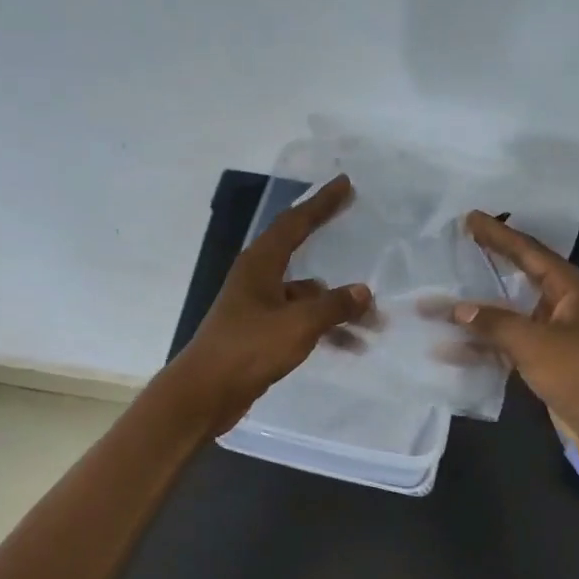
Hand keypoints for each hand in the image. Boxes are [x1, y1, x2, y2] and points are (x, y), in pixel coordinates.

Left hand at [167, 175, 373, 433]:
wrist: (205, 394)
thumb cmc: (248, 349)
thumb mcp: (297, 325)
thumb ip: (333, 306)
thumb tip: (363, 292)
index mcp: (260, 265)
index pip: (294, 223)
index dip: (321, 203)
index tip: (345, 184)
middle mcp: (257, 279)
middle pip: (299, 252)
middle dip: (330, 243)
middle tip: (359, 227)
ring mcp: (258, 307)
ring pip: (305, 295)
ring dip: (336, 304)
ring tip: (373, 319)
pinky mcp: (260, 334)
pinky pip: (301, 321)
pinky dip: (324, 329)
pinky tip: (350, 345)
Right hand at [453, 212, 578, 465]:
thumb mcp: (535, 343)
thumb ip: (495, 323)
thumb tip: (458, 308)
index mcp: (573, 289)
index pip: (530, 252)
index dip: (499, 235)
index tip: (470, 219)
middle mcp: (567, 306)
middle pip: (521, 278)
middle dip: (489, 266)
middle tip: (459, 246)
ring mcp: (558, 335)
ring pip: (512, 315)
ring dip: (479, 313)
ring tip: (441, 303)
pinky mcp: (550, 363)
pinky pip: (512, 344)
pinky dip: (486, 346)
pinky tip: (452, 348)